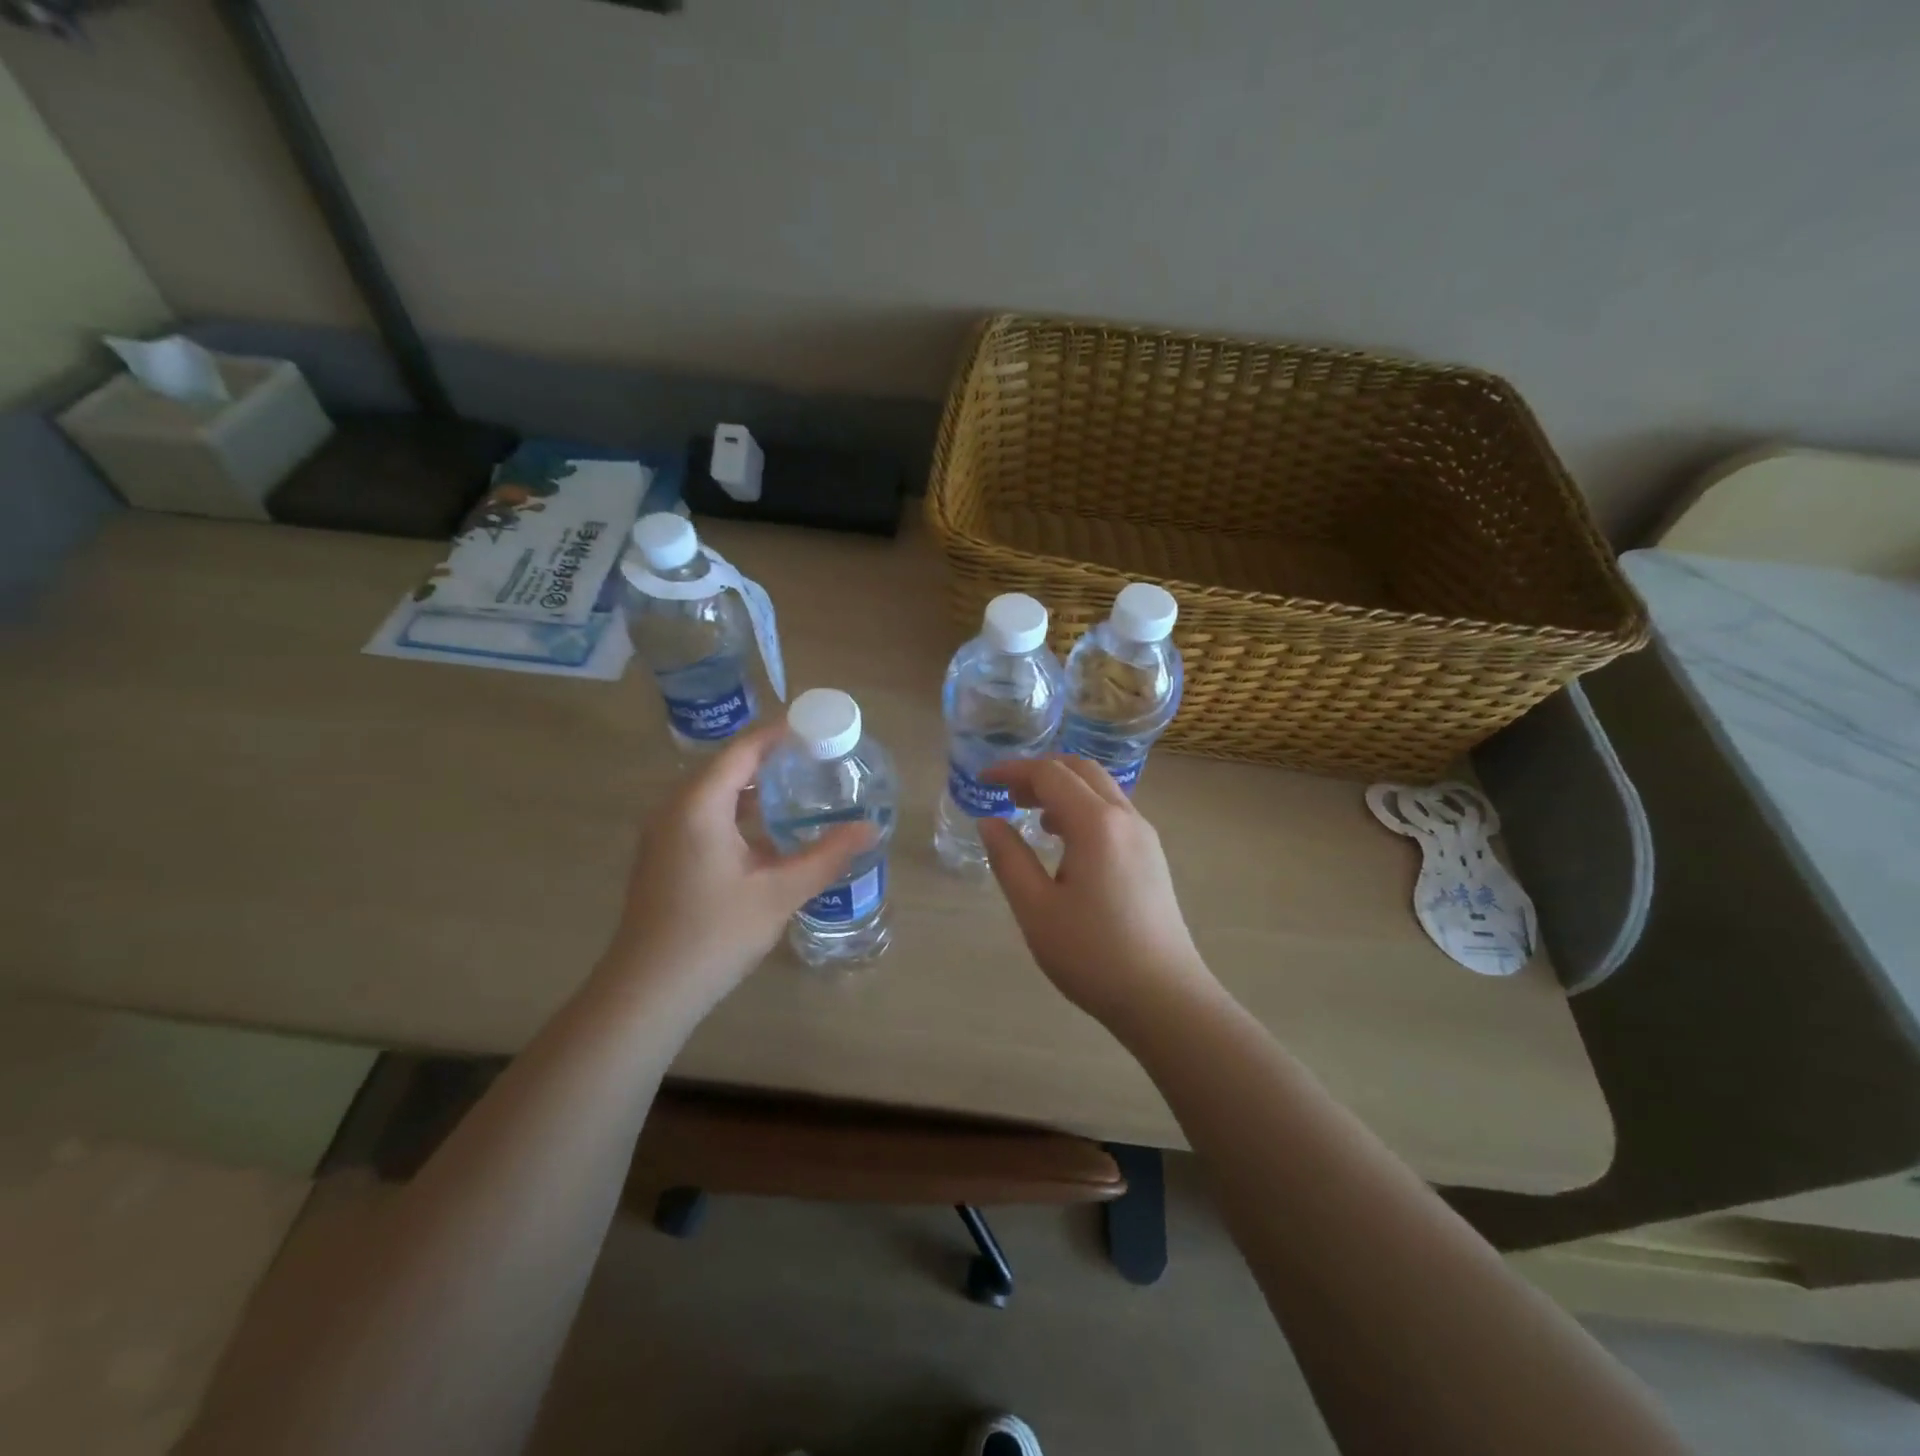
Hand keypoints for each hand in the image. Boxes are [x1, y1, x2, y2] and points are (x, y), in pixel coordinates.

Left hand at [605, 724, 872, 1014]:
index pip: (743, 750)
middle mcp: (675, 809)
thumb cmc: (714, 934)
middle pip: (728, 767)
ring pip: (716, 795)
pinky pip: (706, 817)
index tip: (818, 729)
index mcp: (698, 805)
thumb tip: (871, 828)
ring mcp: (665, 834)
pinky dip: (739, 813)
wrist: (649, 991)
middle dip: (772, 760)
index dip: (780, 734)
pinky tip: (769, 834)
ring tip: (801, 790)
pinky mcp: (665, 857)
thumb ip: (827, 856)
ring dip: (755, 789)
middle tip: (819, 760)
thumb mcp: (779, 893)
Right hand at [977, 756, 1217, 1031]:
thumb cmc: (1092, 954)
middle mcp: (1126, 818)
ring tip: (1031, 815)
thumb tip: (990, 822)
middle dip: (1041, 772)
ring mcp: (1144, 837)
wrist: (1163, 998)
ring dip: (1064, 789)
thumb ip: (1009, 858)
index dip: (1013, 770)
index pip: (1050, 774)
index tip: (984, 779)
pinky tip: (1065, 842)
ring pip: (1101, 789)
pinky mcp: (1152, 857)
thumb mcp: (1036, 908)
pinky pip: (1113, 813)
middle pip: (1081, 770)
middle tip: (1008, 793)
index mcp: (1096, 823)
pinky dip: (1083, 808)